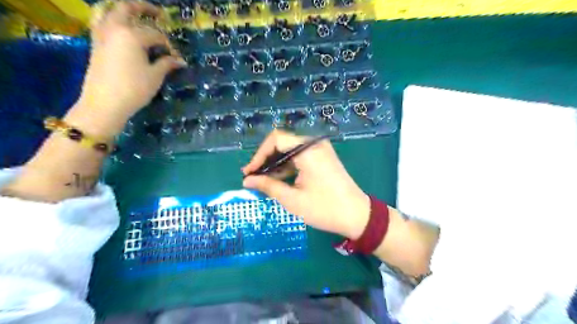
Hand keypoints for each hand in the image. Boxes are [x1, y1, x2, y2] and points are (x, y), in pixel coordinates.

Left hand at [74, 0, 185, 131]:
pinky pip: (100, 21)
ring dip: (122, 8)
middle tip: (158, 13)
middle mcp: (114, 28)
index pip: (156, 35)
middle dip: (144, 8)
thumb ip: (167, 64)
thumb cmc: (134, 89)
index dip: (169, 46)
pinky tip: (120, 26)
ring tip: (134, 13)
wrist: (104, 103)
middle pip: (127, 8)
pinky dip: (110, 18)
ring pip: (107, 10)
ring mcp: (101, 34)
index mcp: (132, 35)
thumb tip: (181, 61)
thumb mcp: (155, 76)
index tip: (177, 58)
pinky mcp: (95, 43)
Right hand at [242, 130, 368, 238]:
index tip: (249, 172)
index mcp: (307, 150)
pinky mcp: (323, 157)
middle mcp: (314, 144)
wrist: (357, 215)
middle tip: (253, 176)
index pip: (276, 140)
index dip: (259, 155)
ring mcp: (320, 150)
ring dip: (276, 163)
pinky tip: (279, 179)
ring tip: (263, 180)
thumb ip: (268, 186)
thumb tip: (247, 180)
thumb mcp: (292, 199)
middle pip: (283, 143)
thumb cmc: (324, 209)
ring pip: (291, 150)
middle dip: (266, 159)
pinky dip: (288, 166)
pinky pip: (300, 156)